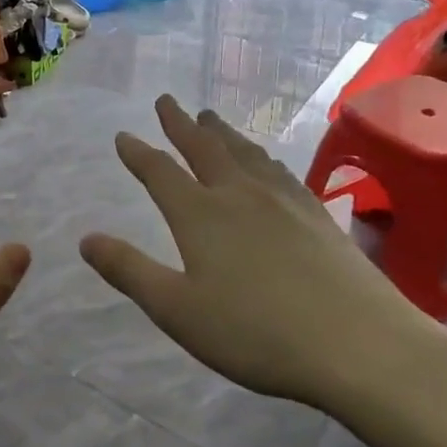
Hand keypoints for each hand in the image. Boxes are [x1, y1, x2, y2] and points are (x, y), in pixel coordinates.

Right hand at [80, 95, 446, 412]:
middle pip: (204, 148)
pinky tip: (266, 162)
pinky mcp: (317, 214)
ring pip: (244, 153)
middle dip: (181, 124)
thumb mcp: (177, 309)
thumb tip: (86, 239)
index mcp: (200, 215)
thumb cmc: (256, 332)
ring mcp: (283, 201)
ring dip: (222, 133)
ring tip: (211, 118)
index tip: (123, 134)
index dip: (138, 152)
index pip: (159, 172)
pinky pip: (279, 170)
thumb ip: (129, 271)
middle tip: (167, 100)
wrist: (359, 345)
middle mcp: (239, 195)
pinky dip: (261, 156)